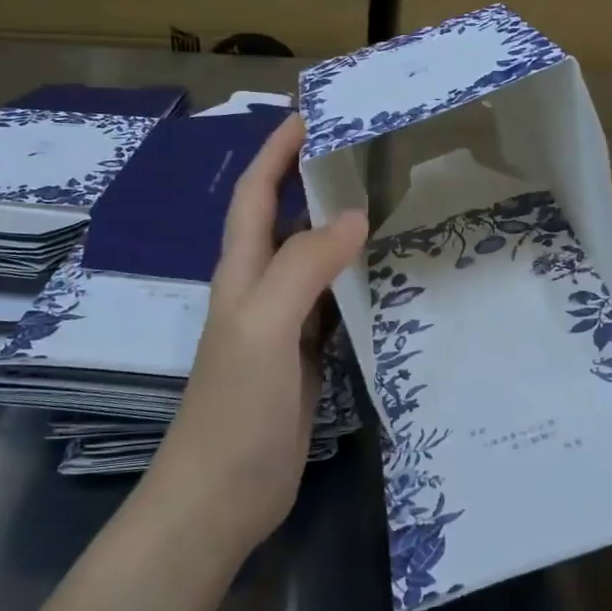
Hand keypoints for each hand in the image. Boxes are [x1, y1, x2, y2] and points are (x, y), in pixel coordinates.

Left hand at [147, 115, 367, 557]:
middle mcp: (260, 289)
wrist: (222, 495)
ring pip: (314, 261)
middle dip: (314, 179)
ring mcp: (283, 325)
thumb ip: (304, 268)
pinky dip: (357, 280)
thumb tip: (354, 215)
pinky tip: (389, 274)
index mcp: (242, 273)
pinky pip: (335, 304)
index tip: (311, 114)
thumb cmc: (235, 407)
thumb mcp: (264, 327)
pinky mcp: (306, 357)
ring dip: (340, 228)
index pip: (256, 194)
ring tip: (388, 201)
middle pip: (286, 219)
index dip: (276, 151)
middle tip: (366, 152)